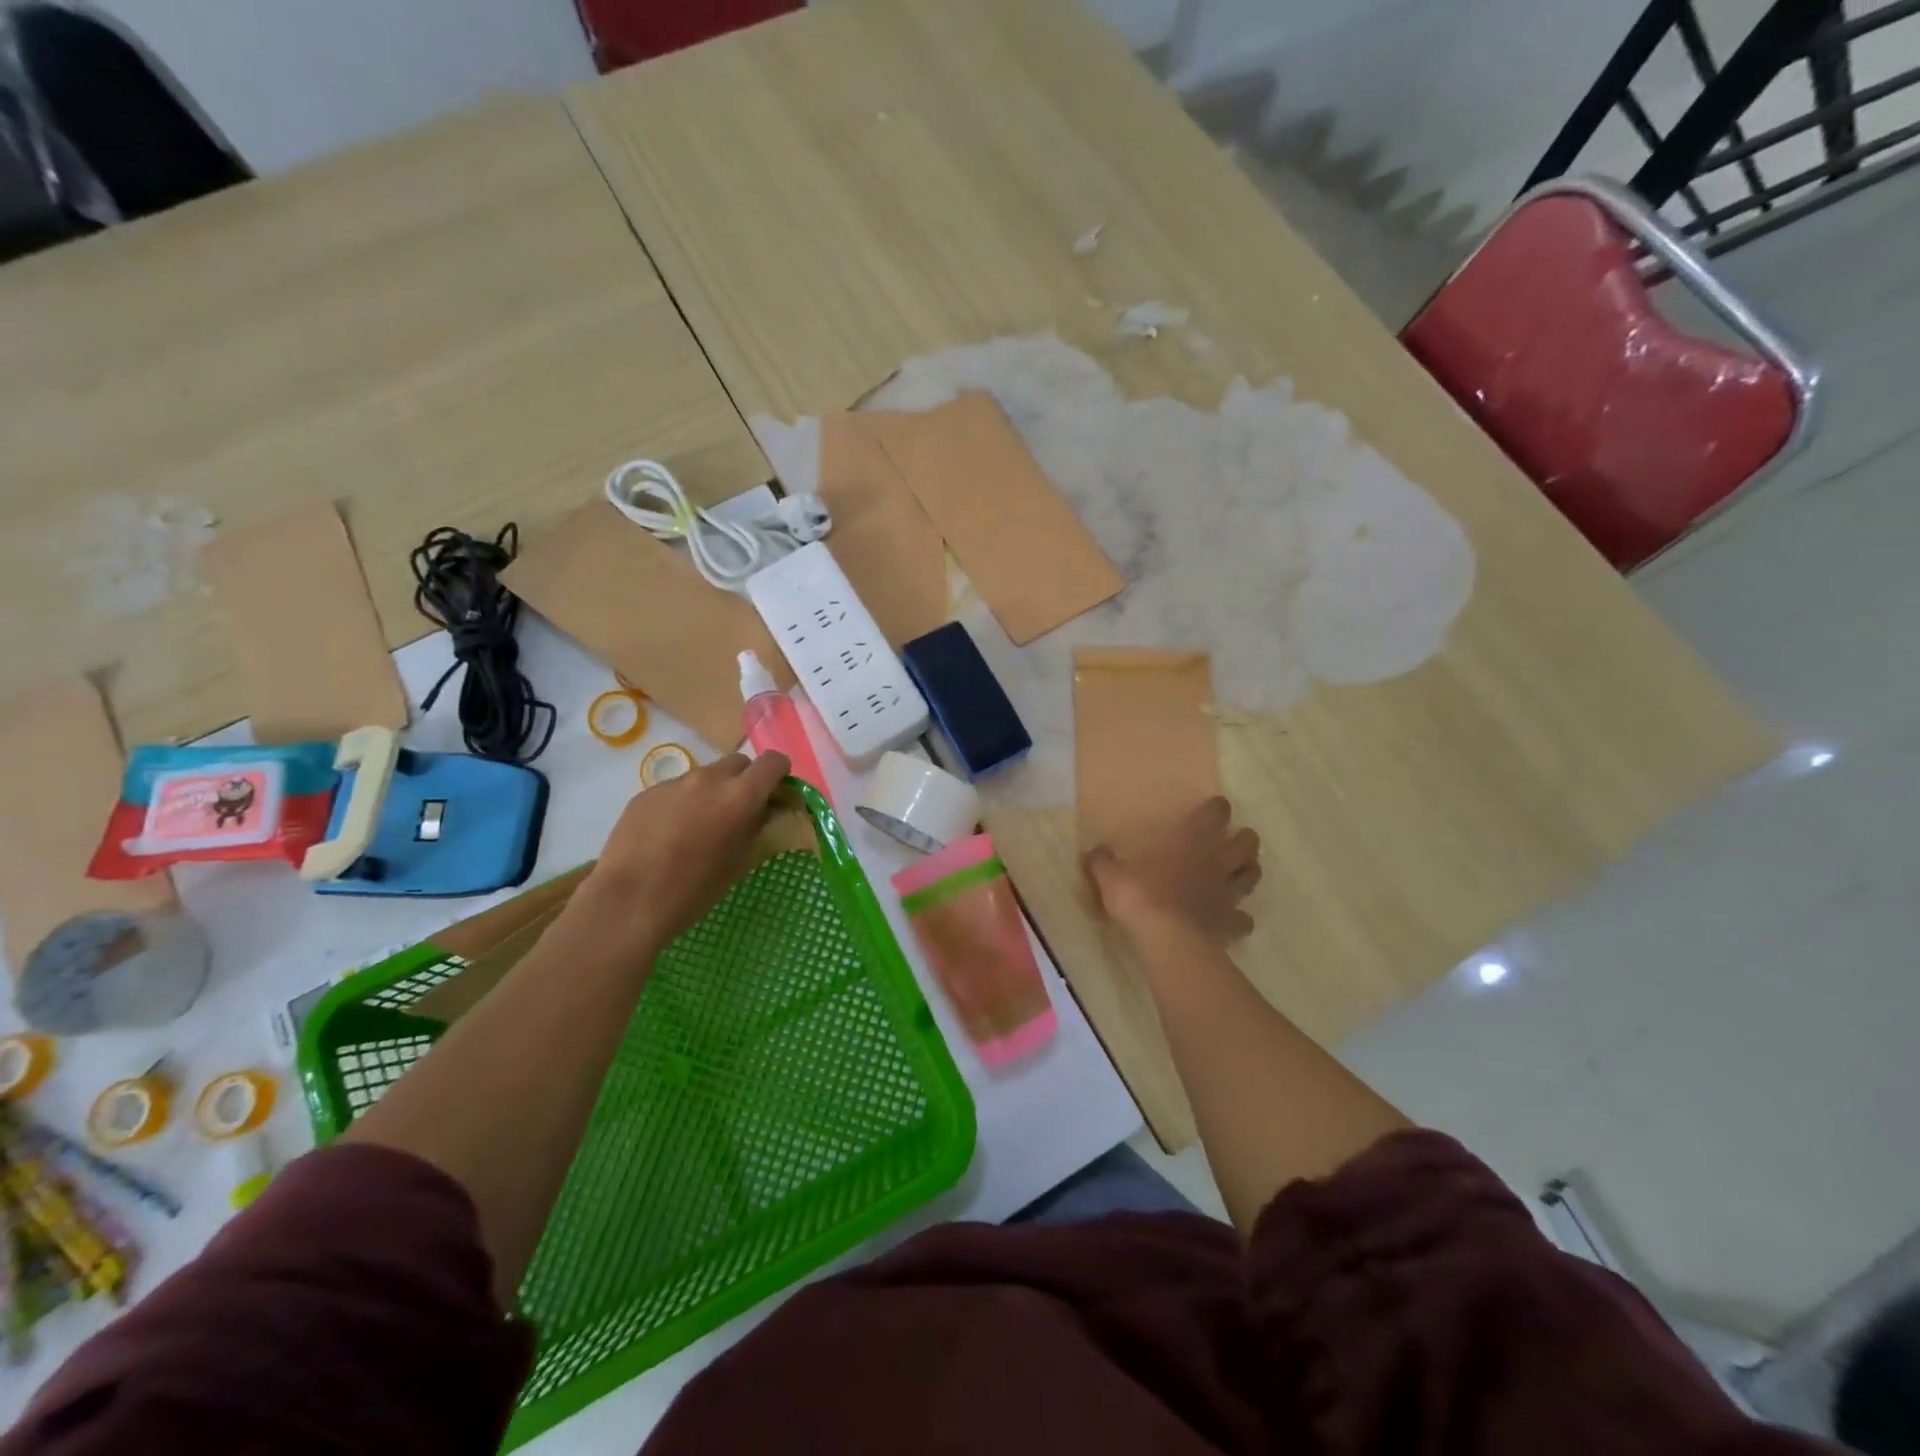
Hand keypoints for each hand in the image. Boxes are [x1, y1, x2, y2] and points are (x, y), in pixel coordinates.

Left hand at [569, 751, 790, 954]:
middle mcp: (709, 778)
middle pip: (738, 763)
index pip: (773, 761)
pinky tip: (668, 835)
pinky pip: (675, 790)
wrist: (629, 901)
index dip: (779, 775)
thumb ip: (757, 826)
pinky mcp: (646, 793)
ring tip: (699, 827)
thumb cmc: (695, 889)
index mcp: (740, 795)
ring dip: (711, 793)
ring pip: (705, 776)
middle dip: (745, 781)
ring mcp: (674, 783)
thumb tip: (765, 811)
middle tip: (738, 812)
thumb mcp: (740, 861)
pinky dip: (681, 804)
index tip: (776, 795)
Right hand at [1085, 797, 1260, 943]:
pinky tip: (1233, 919)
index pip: (1215, 815)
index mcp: (1191, 842)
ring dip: (1249, 871)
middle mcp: (1216, 863)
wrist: (1166, 938)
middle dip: (1245, 839)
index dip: (1218, 809)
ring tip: (1242, 871)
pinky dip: (1241, 918)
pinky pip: (1243, 920)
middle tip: (1237, 840)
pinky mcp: (1230, 923)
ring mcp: (1227, 894)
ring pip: (1251, 876)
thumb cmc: (1140, 896)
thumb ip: (1103, 861)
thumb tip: (1096, 850)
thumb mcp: (1110, 875)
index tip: (1217, 807)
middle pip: (1246, 844)